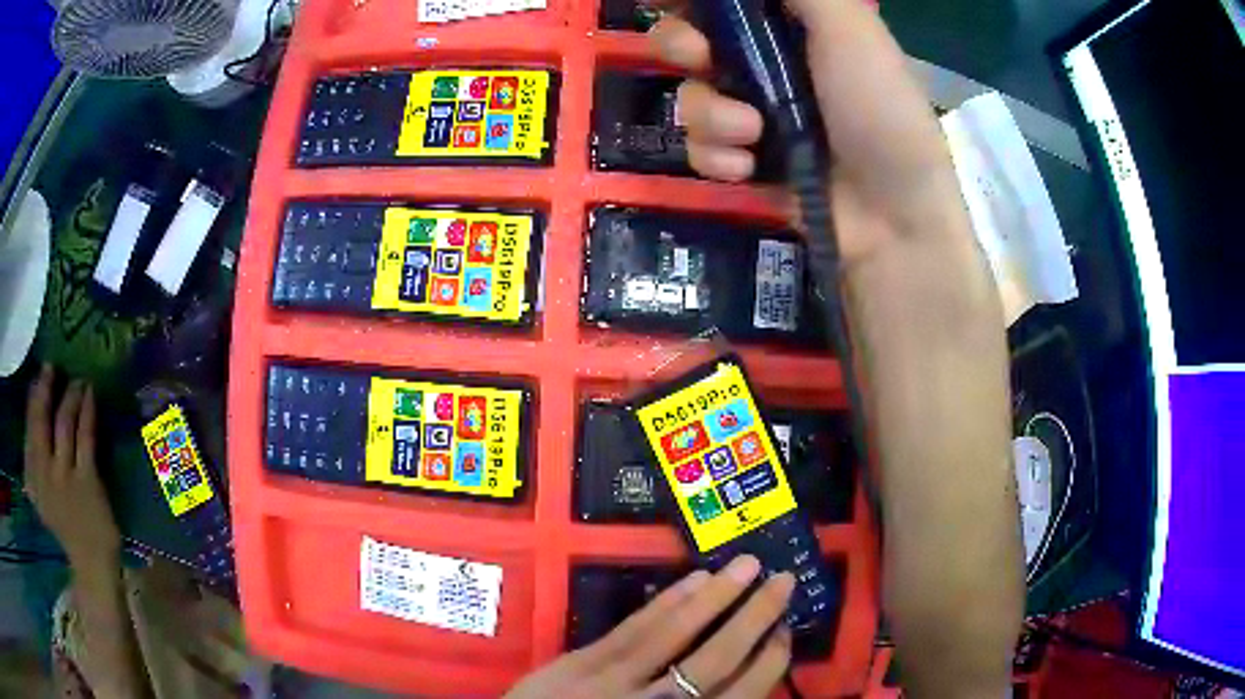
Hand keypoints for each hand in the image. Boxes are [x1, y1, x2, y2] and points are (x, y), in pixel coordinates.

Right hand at [24, 364, 121, 572]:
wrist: (91, 565)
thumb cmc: (66, 530)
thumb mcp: (41, 500)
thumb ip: (33, 467)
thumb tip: (30, 424)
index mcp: (32, 479)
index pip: (28, 428)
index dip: (32, 399)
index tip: (37, 376)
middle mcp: (45, 474)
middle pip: (41, 419)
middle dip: (45, 388)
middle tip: (51, 365)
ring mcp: (65, 477)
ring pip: (64, 422)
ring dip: (70, 395)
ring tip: (78, 379)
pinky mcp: (87, 481)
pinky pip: (85, 436)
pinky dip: (87, 411)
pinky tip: (90, 395)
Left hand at [508, 556, 794, 697]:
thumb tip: (740, 680)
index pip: (740, 696)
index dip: (768, 661)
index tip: (785, 631)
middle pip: (716, 659)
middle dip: (754, 618)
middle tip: (783, 580)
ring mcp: (615, 681)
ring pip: (676, 634)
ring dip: (716, 596)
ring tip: (748, 564)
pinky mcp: (582, 662)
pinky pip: (633, 629)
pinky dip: (667, 602)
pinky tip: (693, 579)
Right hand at [652, 0, 979, 273]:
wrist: (894, 216)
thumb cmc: (880, 109)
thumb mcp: (851, 29)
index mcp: (794, 25)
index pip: (728, 3)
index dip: (693, 1)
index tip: (671, 2)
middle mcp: (768, 62)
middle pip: (689, 38)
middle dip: (682, 44)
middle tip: (700, 56)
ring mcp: (755, 112)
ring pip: (689, 94)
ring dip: (711, 113)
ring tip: (752, 133)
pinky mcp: (746, 160)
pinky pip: (699, 147)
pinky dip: (718, 157)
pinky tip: (749, 170)